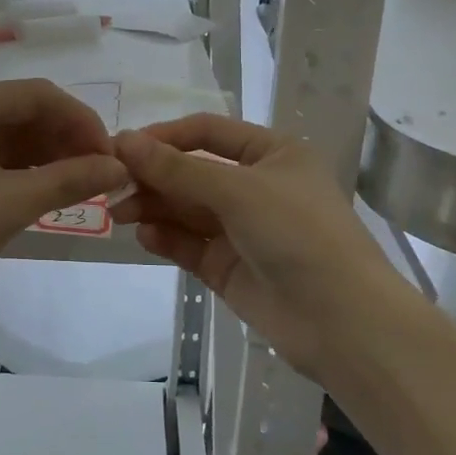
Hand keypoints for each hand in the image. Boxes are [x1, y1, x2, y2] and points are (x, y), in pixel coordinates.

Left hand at [0, 80, 129, 326]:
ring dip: (53, 157)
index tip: (113, 155)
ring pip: (16, 140)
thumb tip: (121, 167)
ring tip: (90, 184)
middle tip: (106, 173)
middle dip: (68, 139)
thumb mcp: (8, 205)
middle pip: (26, 113)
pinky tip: (59, 191)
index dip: (80, 120)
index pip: (35, 95)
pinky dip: (32, 175)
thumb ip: (68, 180)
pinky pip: (2, 163)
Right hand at [113, 115, 403, 377]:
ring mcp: (241, 229)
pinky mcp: (228, 267)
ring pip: (186, 209)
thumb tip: (124, 140)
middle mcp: (256, 186)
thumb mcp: (238, 191)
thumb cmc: (299, 235)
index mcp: (271, 154)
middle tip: (112, 185)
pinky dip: (166, 238)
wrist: (342, 322)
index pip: (207, 132)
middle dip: (154, 176)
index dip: (164, 137)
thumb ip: (178, 169)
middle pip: (192, 171)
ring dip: (154, 206)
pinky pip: (189, 244)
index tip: (122, 147)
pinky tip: (146, 236)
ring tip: (121, 212)